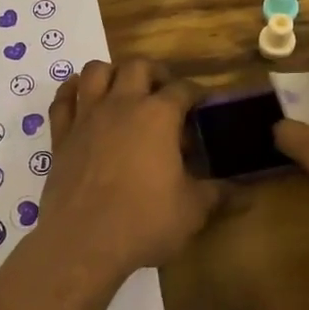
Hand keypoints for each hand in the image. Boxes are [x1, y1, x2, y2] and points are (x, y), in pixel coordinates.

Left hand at [37, 59, 221, 281]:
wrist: (83, 242)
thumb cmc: (144, 221)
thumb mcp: (192, 210)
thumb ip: (219, 195)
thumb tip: (247, 195)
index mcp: (159, 115)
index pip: (183, 88)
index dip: (197, 94)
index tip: (203, 106)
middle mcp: (122, 104)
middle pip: (138, 66)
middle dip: (155, 74)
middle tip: (164, 95)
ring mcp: (87, 117)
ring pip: (96, 71)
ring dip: (111, 73)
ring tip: (123, 91)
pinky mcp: (61, 136)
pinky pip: (62, 101)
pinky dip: (71, 92)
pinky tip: (80, 97)